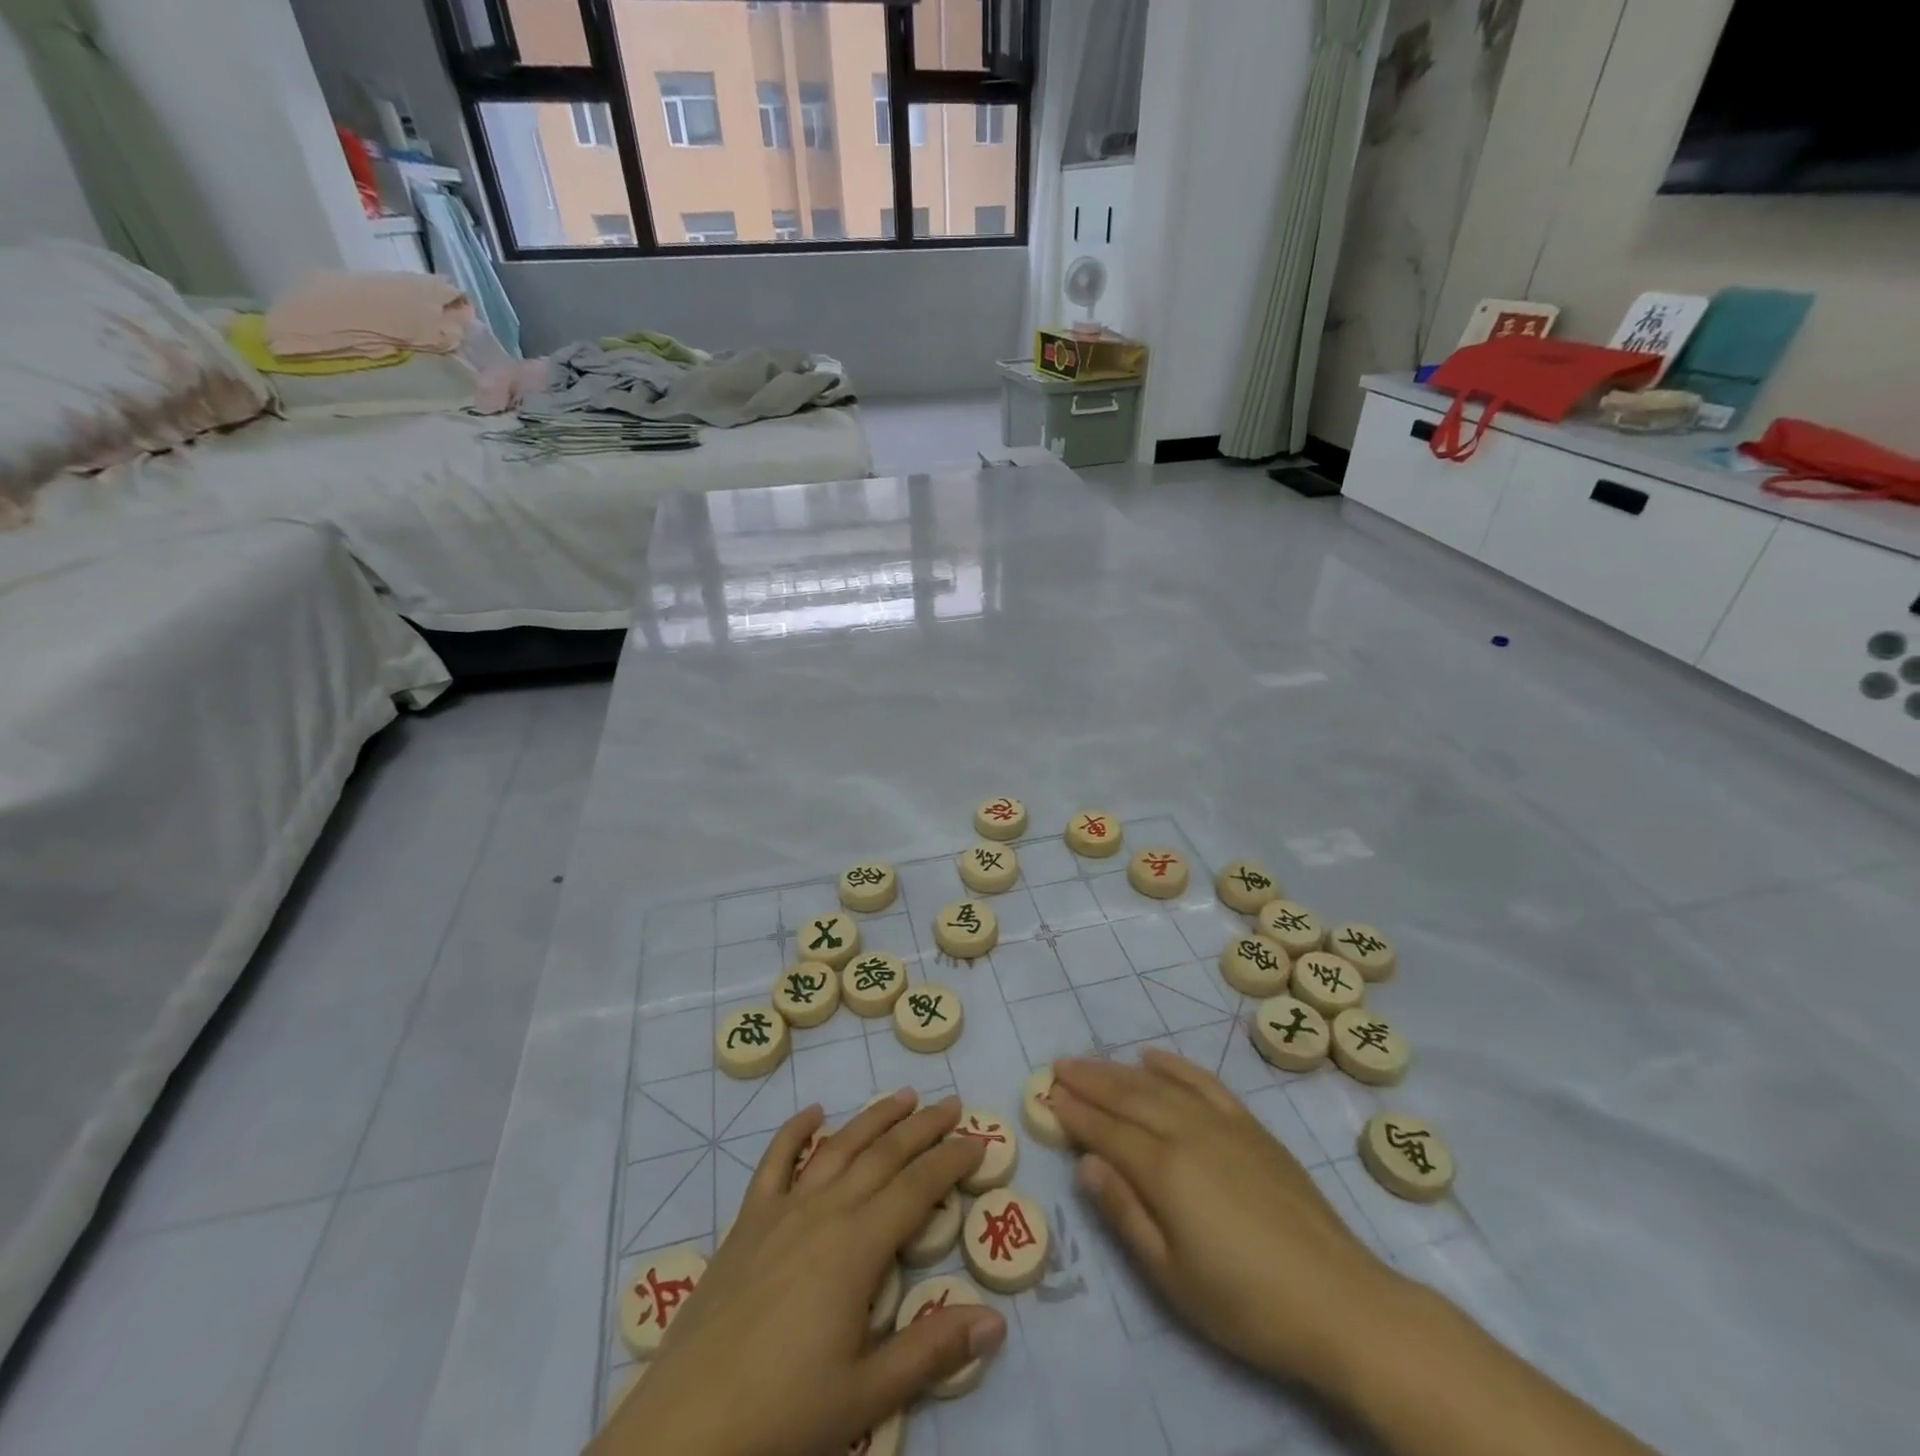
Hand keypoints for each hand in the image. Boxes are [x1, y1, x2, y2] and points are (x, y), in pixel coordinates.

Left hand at [590, 1090, 1006, 1455]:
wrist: (684, 1428)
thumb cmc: (782, 1414)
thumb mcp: (866, 1395)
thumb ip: (932, 1351)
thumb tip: (996, 1321)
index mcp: (858, 1246)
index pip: (918, 1188)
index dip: (951, 1161)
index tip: (978, 1140)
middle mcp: (825, 1210)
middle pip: (883, 1154)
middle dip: (922, 1127)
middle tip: (951, 1104)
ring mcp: (782, 1210)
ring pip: (837, 1146)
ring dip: (873, 1117)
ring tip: (902, 1096)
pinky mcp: (746, 1222)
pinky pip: (773, 1162)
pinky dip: (794, 1131)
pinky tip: (812, 1113)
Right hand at [1050, 1050, 1404, 1396]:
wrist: (1341, 1303)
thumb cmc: (1246, 1303)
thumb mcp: (1172, 1275)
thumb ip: (1125, 1213)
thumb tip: (1086, 1163)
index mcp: (1165, 1169)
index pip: (1106, 1131)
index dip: (1074, 1112)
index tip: (1046, 1095)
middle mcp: (1188, 1132)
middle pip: (1128, 1097)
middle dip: (1090, 1081)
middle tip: (1059, 1066)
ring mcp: (1223, 1124)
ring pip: (1160, 1084)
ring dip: (1121, 1070)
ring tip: (1092, 1062)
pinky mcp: (1252, 1128)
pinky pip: (1204, 1082)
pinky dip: (1175, 1066)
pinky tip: (1154, 1057)